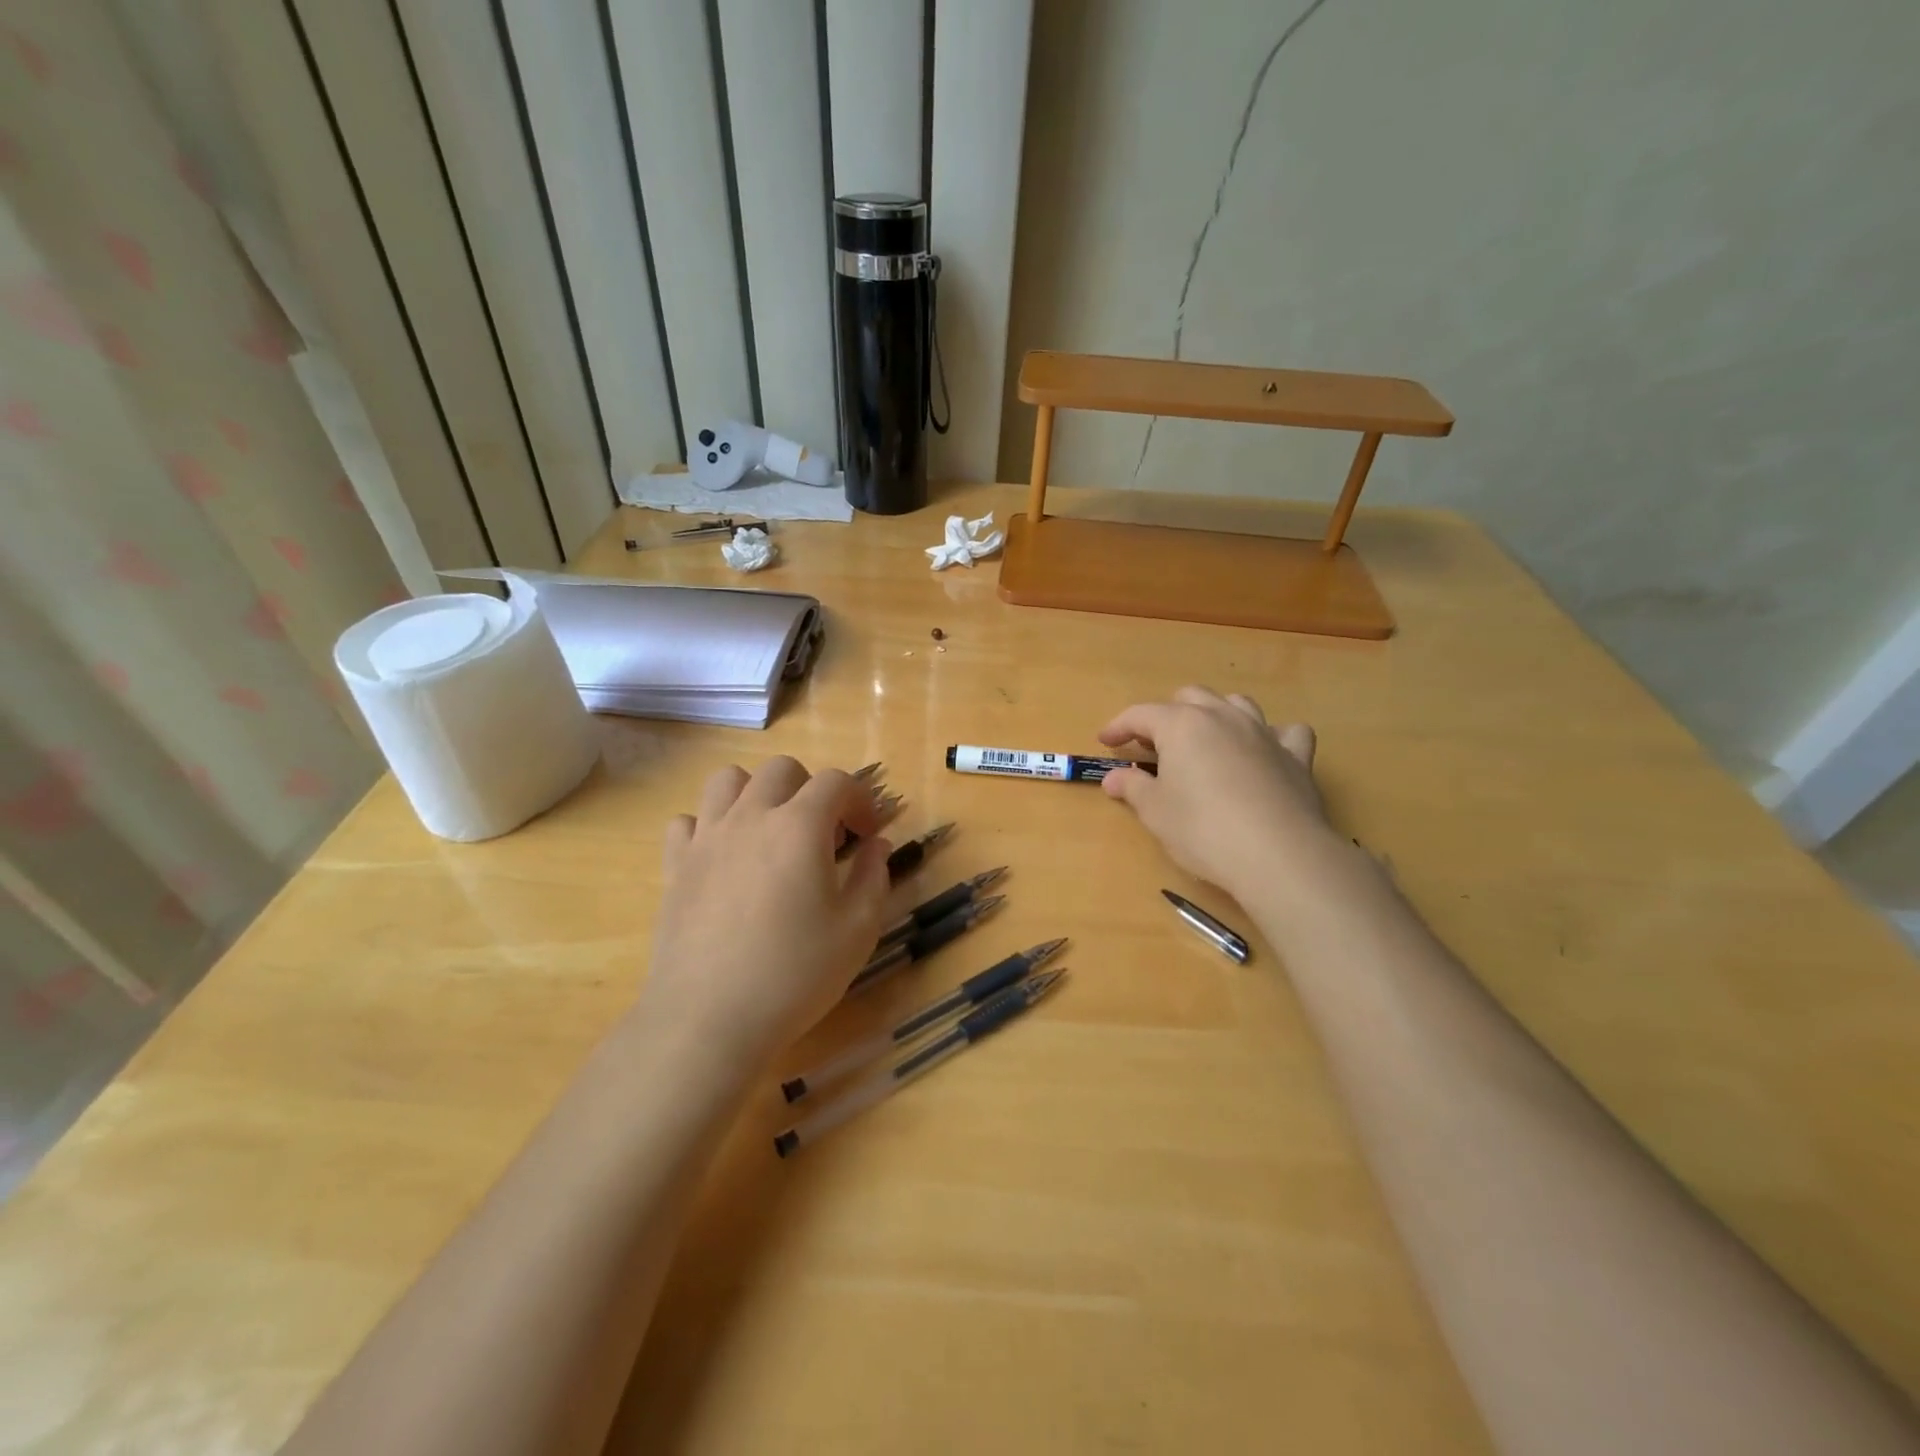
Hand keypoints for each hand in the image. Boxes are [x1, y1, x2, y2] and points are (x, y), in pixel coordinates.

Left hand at [641, 758, 891, 1071]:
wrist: (708, 1018)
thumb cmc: (794, 974)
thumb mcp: (857, 930)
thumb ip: (873, 877)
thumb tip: (876, 845)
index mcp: (800, 826)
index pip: (837, 782)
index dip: (861, 799)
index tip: (869, 833)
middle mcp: (751, 817)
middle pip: (782, 770)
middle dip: (811, 789)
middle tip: (824, 833)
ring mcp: (707, 838)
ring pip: (728, 780)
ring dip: (756, 793)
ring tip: (771, 831)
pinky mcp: (675, 866)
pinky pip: (688, 821)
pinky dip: (709, 826)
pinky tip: (724, 858)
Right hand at [1099, 687, 1336, 899]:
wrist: (1277, 854)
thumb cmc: (1202, 829)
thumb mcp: (1155, 811)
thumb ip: (1133, 787)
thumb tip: (1114, 777)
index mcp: (1182, 725)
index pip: (1141, 714)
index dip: (1119, 726)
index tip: (1105, 742)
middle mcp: (1223, 717)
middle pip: (1190, 698)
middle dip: (1167, 715)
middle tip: (1155, 745)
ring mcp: (1263, 733)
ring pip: (1236, 704)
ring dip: (1216, 714)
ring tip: (1206, 740)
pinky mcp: (1296, 757)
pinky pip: (1286, 732)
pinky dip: (1273, 736)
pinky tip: (1265, 753)